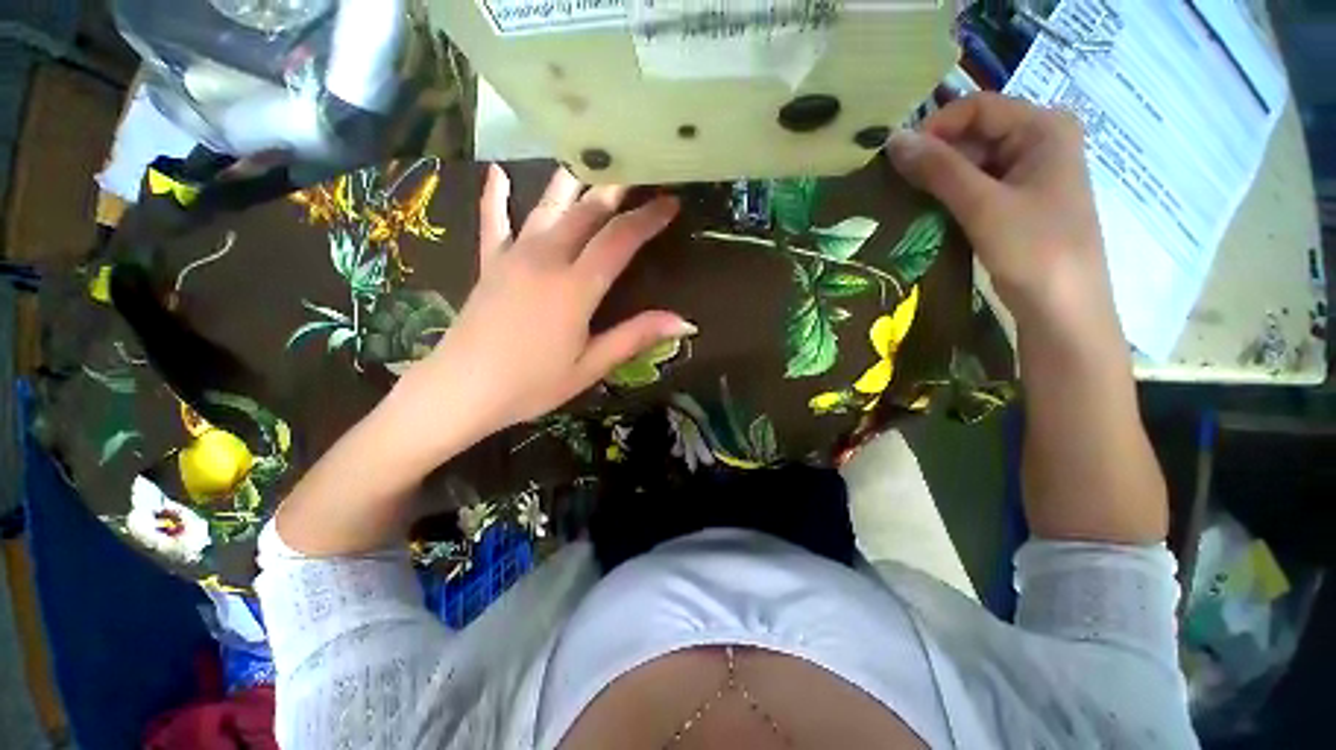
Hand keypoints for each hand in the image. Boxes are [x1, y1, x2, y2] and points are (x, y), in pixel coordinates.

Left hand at [397, 165, 693, 443]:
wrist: (460, 390)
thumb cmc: (532, 384)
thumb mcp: (591, 366)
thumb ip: (635, 336)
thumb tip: (684, 322)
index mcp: (575, 286)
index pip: (619, 239)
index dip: (647, 219)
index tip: (670, 202)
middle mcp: (546, 258)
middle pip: (586, 211)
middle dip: (616, 189)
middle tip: (640, 172)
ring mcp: (513, 256)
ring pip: (548, 206)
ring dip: (573, 181)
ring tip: (591, 159)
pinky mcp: (490, 264)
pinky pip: (493, 221)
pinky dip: (497, 196)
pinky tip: (499, 173)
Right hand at [887, 93, 1116, 338]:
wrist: (1062, 310)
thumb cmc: (1034, 250)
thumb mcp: (983, 205)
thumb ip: (938, 169)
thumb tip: (892, 140)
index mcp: (1044, 127)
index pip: (978, 107)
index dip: (934, 128)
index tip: (897, 160)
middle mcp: (1040, 141)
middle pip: (976, 133)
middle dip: (935, 155)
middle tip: (897, 184)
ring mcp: (1030, 173)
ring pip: (973, 162)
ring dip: (939, 178)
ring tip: (907, 199)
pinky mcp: (1018, 202)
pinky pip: (978, 186)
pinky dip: (951, 195)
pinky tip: (928, 211)